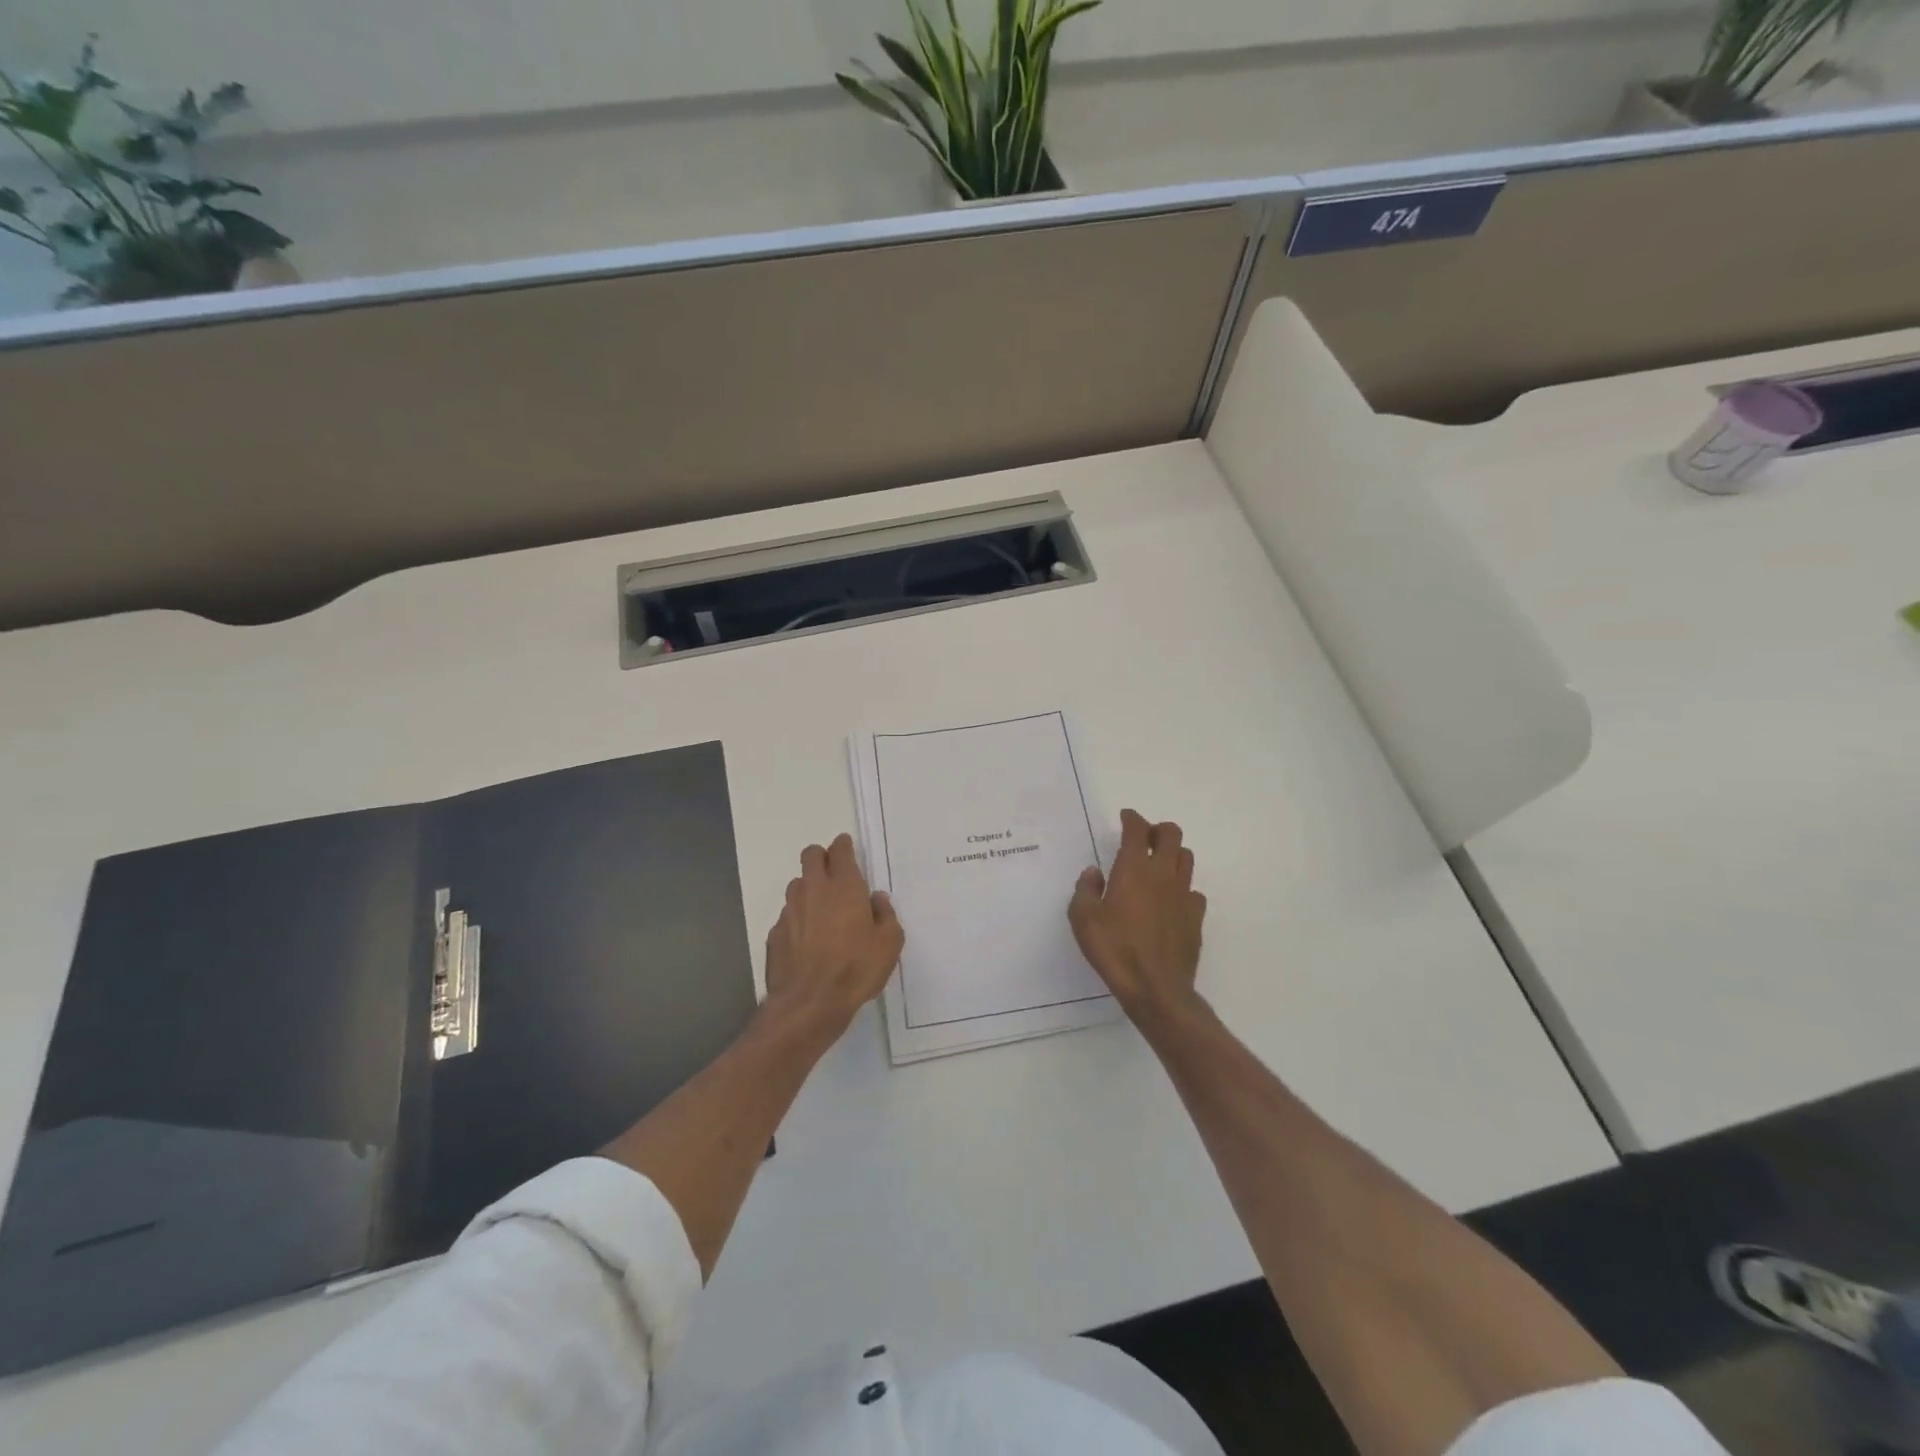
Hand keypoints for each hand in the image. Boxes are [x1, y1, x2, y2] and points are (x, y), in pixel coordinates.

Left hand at [762, 833, 903, 1045]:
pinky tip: (807, 940)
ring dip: (809, 888)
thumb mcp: (889, 944)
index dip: (844, 846)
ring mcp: (790, 911)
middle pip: (810, 855)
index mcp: (844, 886)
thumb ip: (886, 915)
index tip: (848, 850)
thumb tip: (877, 900)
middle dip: (822, 857)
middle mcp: (813, 890)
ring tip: (822, 910)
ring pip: (797, 884)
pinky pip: (788, 915)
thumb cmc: (856, 969)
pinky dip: (798, 919)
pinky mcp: (775, 933)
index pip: (840, 850)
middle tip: (835, 874)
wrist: (810, 1003)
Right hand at [1069, 809, 1206, 1021]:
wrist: (1156, 988)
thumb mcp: (1083, 919)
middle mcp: (1163, 874)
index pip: (1138, 830)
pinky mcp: (1196, 917)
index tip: (1126, 817)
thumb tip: (1094, 873)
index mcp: (1134, 869)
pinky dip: (1182, 888)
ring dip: (1173, 854)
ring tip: (1159, 865)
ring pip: (1187, 858)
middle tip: (1145, 838)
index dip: (1132, 818)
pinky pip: (1194, 891)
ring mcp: (1184, 895)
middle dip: (1158, 829)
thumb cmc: (1114, 949)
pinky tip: (1171, 901)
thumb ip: (1086, 890)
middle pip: (1172, 835)